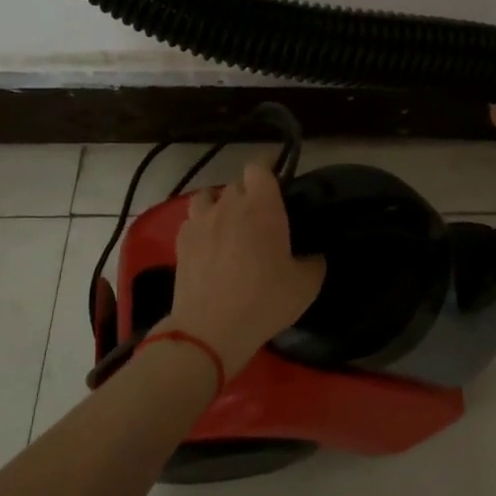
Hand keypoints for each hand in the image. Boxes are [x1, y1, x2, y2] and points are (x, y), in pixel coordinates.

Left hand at [163, 161, 327, 378]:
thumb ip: (313, 262)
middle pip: (237, 184)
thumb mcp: (306, 285)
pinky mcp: (181, 242)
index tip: (276, 175)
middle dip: (249, 193)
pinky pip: (193, 221)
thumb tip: (313, 255)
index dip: (267, 166)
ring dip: (220, 204)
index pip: (259, 167)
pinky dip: (202, 226)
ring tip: (230, 223)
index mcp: (262, 206)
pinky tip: (209, 243)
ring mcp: (201, 222)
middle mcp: (229, 205)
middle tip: (262, 215)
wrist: (211, 329)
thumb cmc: (265, 301)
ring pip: (209, 197)